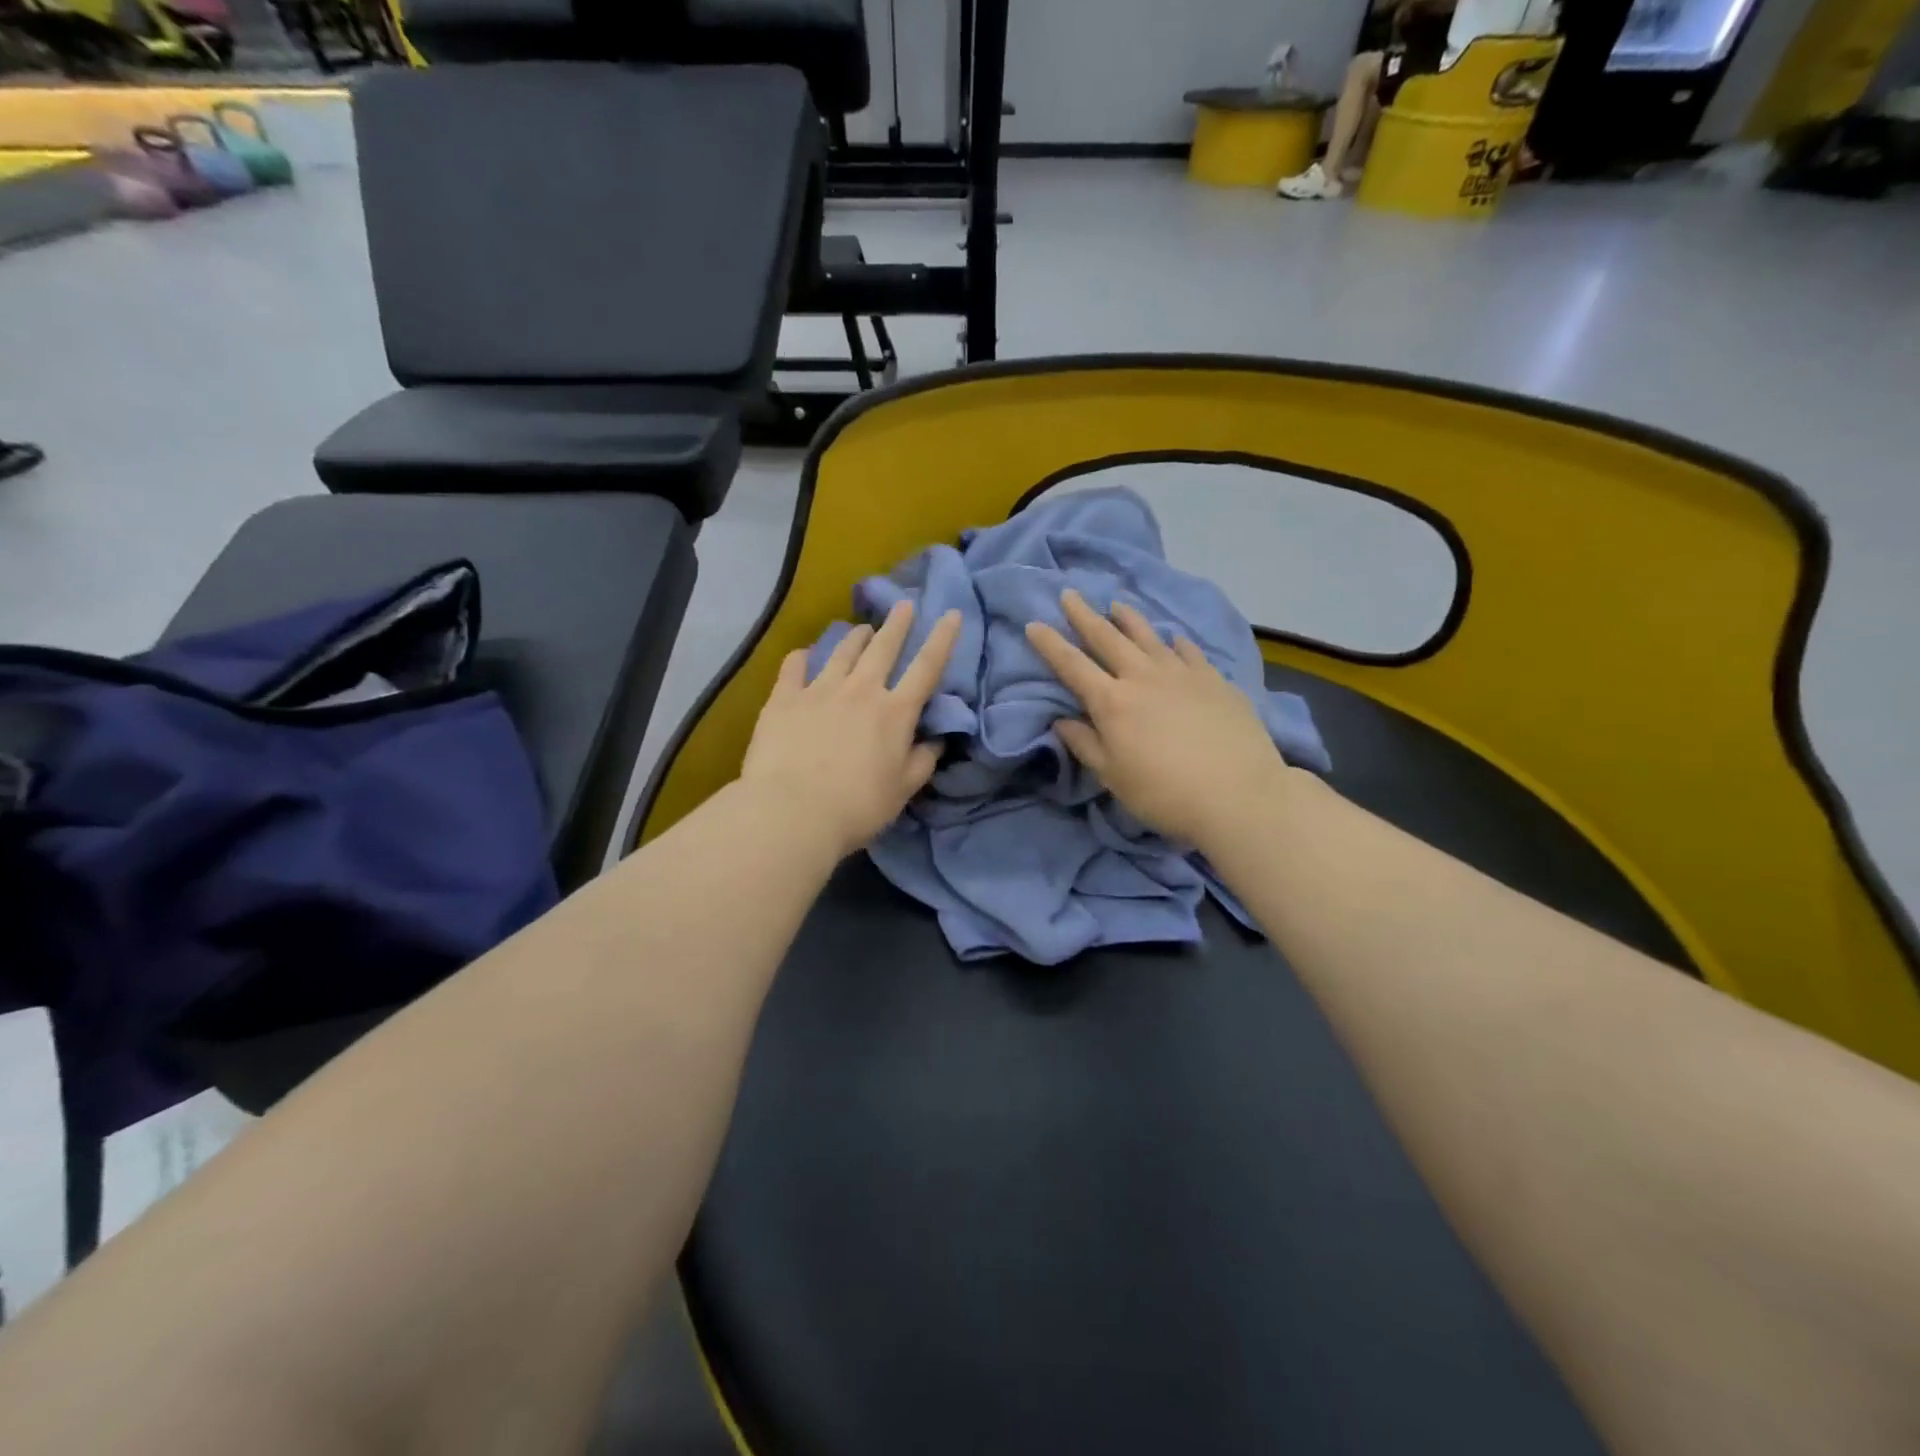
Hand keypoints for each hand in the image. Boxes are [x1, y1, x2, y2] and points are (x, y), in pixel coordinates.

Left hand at [741, 601, 961, 859]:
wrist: (793, 811)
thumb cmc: (858, 806)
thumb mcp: (903, 790)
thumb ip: (923, 761)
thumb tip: (936, 740)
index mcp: (895, 713)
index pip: (926, 668)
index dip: (942, 639)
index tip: (952, 614)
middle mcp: (861, 691)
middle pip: (883, 648)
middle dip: (897, 624)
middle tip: (904, 604)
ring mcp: (820, 690)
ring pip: (842, 651)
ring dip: (855, 636)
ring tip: (862, 627)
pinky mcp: (784, 699)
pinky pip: (794, 667)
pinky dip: (801, 657)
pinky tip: (804, 654)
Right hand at [1026, 590, 1288, 845]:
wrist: (1238, 794)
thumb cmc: (1165, 793)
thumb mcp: (1113, 777)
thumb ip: (1085, 745)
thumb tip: (1061, 721)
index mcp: (1112, 702)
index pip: (1072, 666)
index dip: (1050, 644)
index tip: (1034, 624)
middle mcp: (1143, 677)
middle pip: (1108, 638)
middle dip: (1084, 616)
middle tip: (1070, 594)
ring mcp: (1182, 674)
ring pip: (1149, 637)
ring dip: (1129, 619)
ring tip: (1117, 605)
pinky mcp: (1214, 680)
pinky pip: (1189, 652)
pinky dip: (1176, 642)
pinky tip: (1174, 637)